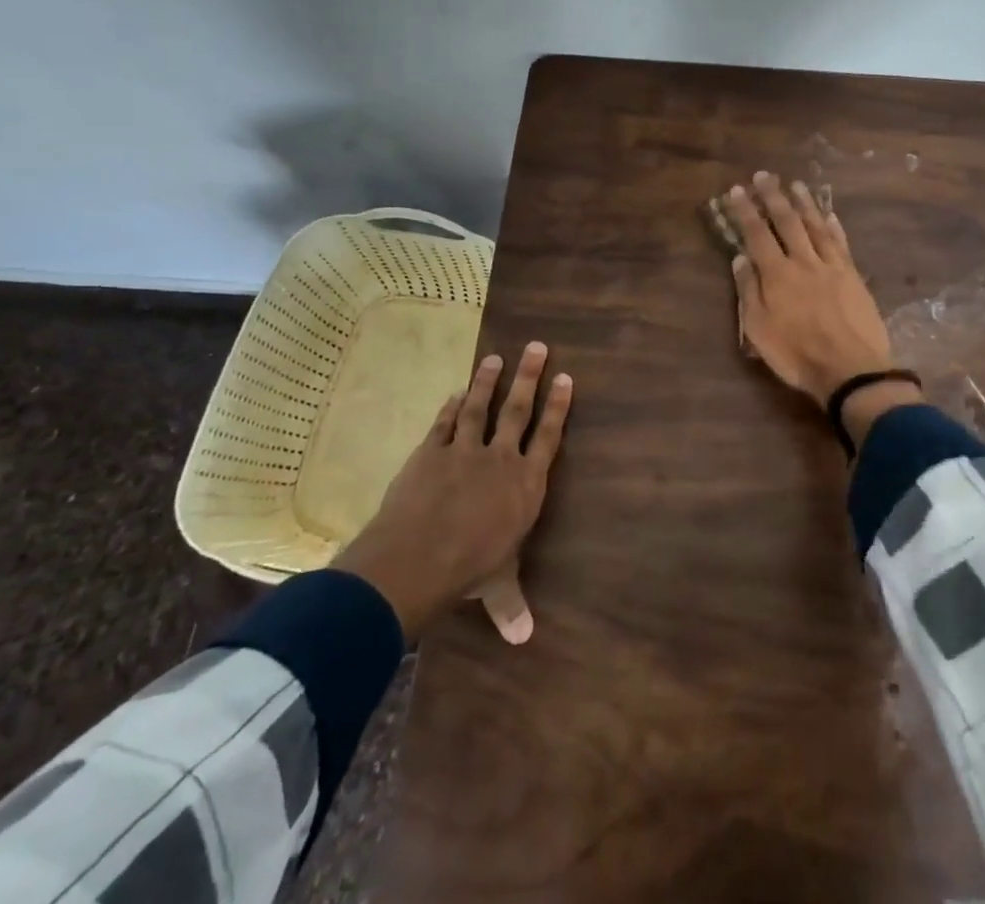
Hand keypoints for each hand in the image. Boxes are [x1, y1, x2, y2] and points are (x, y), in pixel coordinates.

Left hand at [333, 342, 571, 643]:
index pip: (548, 437)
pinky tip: (456, 393)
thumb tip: (526, 639)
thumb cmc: (469, 569)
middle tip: (536, 346)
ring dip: (488, 381)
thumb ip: (511, 604)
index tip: (566, 378)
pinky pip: (445, 424)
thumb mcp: (497, 585)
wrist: (418, 557)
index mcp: (525, 484)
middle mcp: (500, 459)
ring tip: (495, 357)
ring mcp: (464, 451)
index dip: (558, 406)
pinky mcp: (431, 452)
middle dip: (528, 377)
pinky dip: (451, 407)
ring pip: (481, 407)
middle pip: (518, 410)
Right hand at [723, 172, 917, 440]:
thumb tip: (740, 258)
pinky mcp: (853, 275)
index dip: (745, 211)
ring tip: (796, 185)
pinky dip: (834, 226)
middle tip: (764, 175)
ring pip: (816, 226)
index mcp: (777, 274)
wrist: (851, 369)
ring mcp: (831, 266)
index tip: (736, 190)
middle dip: (773, 197)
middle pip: (787, 222)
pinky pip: (841, 243)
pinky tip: (830, 214)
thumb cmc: (797, 355)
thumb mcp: (760, 330)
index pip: (757, 234)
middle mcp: (803, 261)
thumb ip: (749, 291)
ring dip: (804, 204)